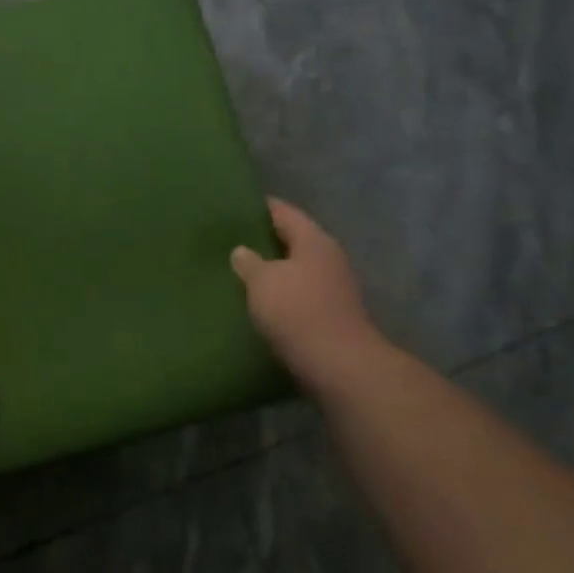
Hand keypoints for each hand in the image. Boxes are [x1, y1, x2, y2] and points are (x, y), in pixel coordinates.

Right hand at [231, 198, 394, 392]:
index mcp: (313, 240)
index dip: (261, 207)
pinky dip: (284, 294)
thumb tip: (242, 251)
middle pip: (294, 240)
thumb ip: (249, 262)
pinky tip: (263, 301)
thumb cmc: (297, 311)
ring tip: (244, 272)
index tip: (236, 206)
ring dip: (276, 270)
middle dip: (267, 240)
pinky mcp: (333, 315)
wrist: (339, 366)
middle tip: (234, 240)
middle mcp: (329, 258)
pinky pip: (302, 294)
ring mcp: (335, 288)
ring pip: (298, 269)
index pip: (284, 212)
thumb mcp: (262, 281)